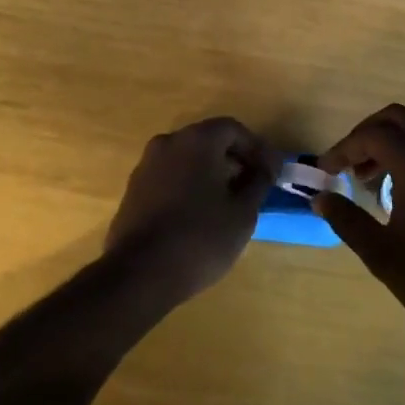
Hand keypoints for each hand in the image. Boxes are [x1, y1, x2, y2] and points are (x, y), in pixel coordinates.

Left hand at [105, 118, 275, 304]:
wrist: (139, 275)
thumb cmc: (200, 238)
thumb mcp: (242, 213)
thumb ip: (258, 182)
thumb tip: (266, 167)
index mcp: (197, 140)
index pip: (233, 129)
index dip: (256, 148)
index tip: (270, 172)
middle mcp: (169, 142)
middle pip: (209, 140)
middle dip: (233, 159)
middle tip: (252, 186)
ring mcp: (147, 165)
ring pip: (187, 159)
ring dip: (210, 173)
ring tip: (227, 203)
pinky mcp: (134, 190)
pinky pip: (170, 177)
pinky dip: (188, 186)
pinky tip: (198, 214)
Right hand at [316, 104, 404, 337]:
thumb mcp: (379, 252)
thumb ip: (346, 219)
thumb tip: (320, 198)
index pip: (371, 136)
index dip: (343, 149)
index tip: (326, 171)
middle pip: (396, 119)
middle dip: (367, 135)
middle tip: (349, 164)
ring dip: (391, 146)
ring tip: (372, 182)